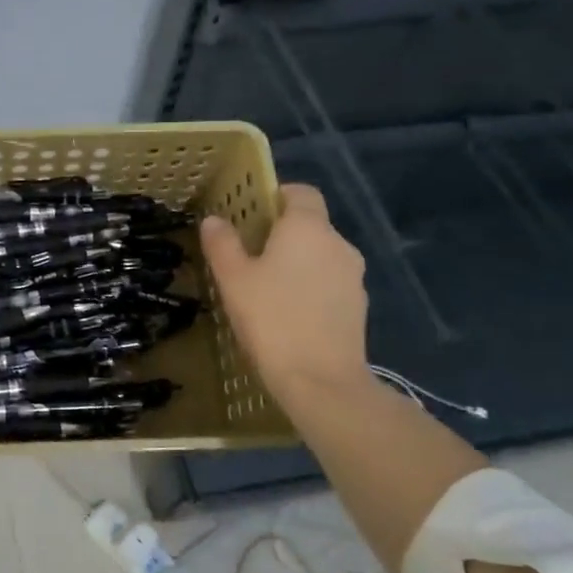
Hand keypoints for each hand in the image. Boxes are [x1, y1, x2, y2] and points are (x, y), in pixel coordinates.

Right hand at [198, 183, 368, 408]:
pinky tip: (288, 314)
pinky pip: (330, 284)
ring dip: (297, 264)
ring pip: (320, 257)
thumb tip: (214, 220)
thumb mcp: (233, 279)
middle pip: (311, 225)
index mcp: (308, 228)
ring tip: (266, 289)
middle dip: (282, 234)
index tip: (251, 214)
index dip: (277, 196)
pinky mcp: (358, 307)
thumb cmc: (271, 319)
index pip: (301, 192)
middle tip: (248, 255)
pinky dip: (311, 289)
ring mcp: (354, 277)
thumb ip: (222, 244)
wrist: (320, 381)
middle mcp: (338, 244)